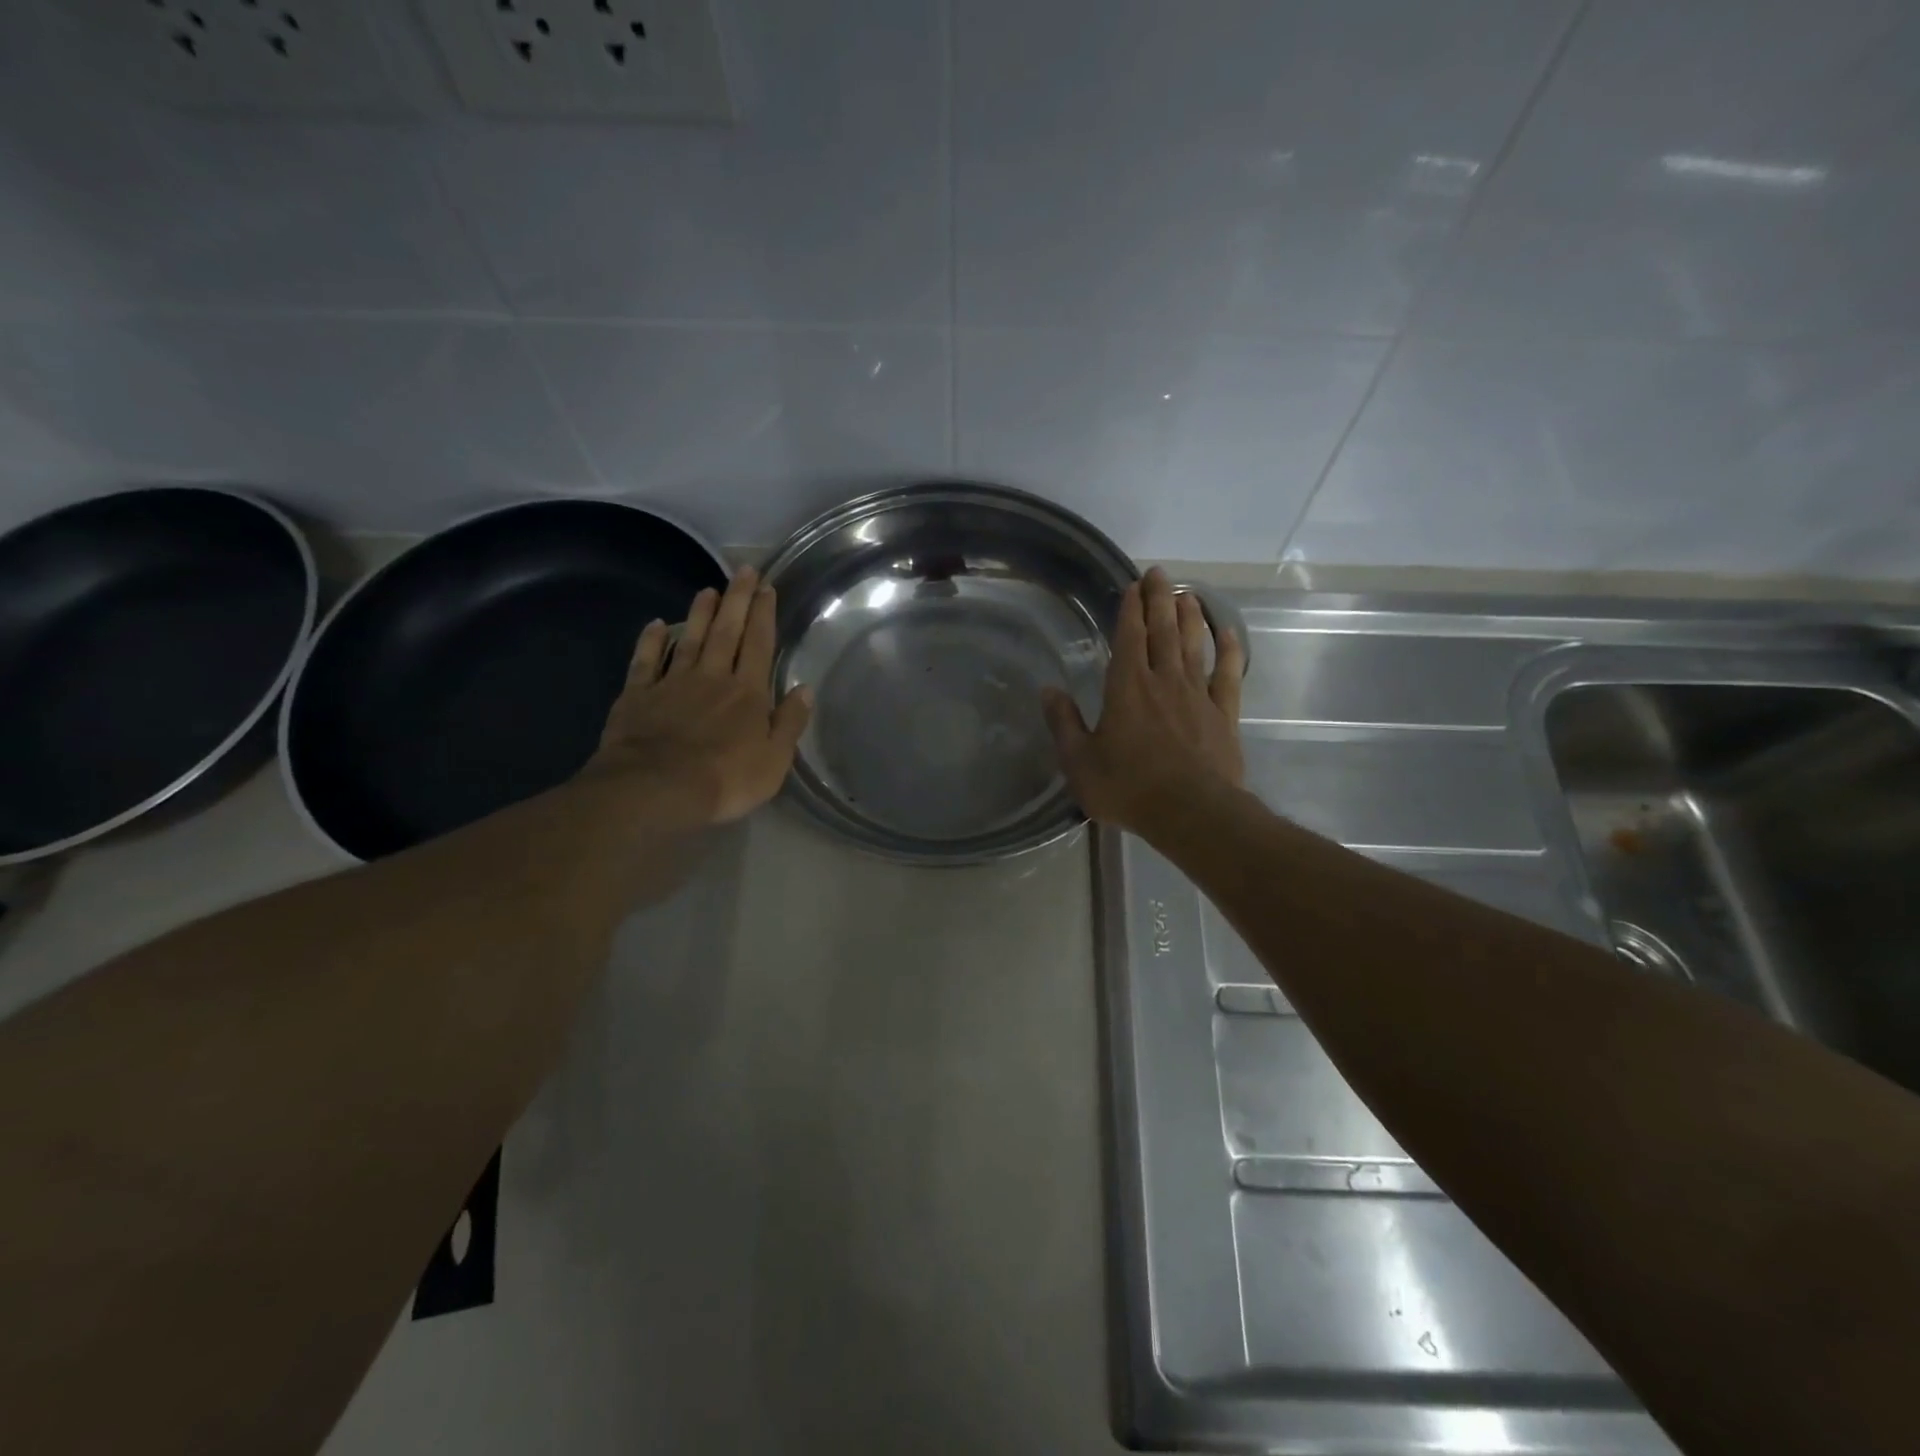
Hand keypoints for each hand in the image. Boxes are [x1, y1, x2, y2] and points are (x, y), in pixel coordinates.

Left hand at [582, 566, 811, 828]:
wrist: (656, 789)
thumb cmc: (724, 780)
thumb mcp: (774, 760)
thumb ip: (790, 723)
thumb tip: (805, 690)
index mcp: (747, 693)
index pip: (759, 645)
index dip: (764, 615)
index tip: (768, 588)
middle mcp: (712, 678)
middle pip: (726, 632)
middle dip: (737, 600)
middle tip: (743, 571)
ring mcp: (672, 683)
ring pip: (689, 639)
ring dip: (699, 613)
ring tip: (708, 590)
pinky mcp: (638, 696)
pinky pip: (646, 661)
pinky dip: (651, 641)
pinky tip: (655, 624)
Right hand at [1041, 567, 1245, 836]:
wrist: (1191, 812)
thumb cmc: (1128, 787)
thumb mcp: (1079, 761)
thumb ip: (1063, 723)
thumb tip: (1047, 690)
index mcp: (1126, 688)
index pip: (1128, 637)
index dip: (1131, 609)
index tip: (1134, 585)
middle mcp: (1163, 681)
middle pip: (1163, 631)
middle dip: (1160, 599)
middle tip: (1160, 573)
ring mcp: (1198, 695)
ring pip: (1194, 645)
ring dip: (1191, 617)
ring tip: (1188, 594)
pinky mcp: (1224, 714)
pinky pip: (1228, 674)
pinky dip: (1229, 650)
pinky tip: (1228, 633)